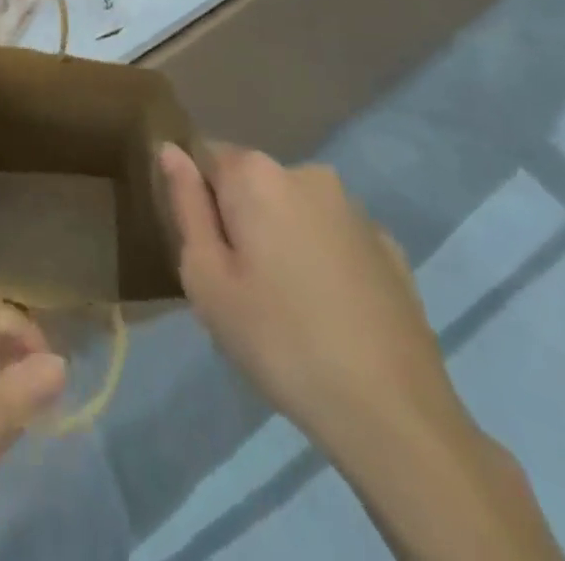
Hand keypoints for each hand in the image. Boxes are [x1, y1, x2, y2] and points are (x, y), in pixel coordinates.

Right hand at [158, 143, 562, 560]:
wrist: (393, 414)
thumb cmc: (279, 340)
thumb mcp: (206, 278)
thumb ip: (185, 205)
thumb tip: (170, 149)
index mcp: (256, 173)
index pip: (205, 157)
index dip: (198, 200)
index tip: (206, 250)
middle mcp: (307, 173)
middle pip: (252, 182)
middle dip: (240, 219)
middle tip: (240, 286)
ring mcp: (354, 208)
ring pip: (294, 209)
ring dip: (282, 238)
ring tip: (286, 306)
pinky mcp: (390, 247)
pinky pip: (334, 237)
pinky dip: (322, 260)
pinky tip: (329, 313)